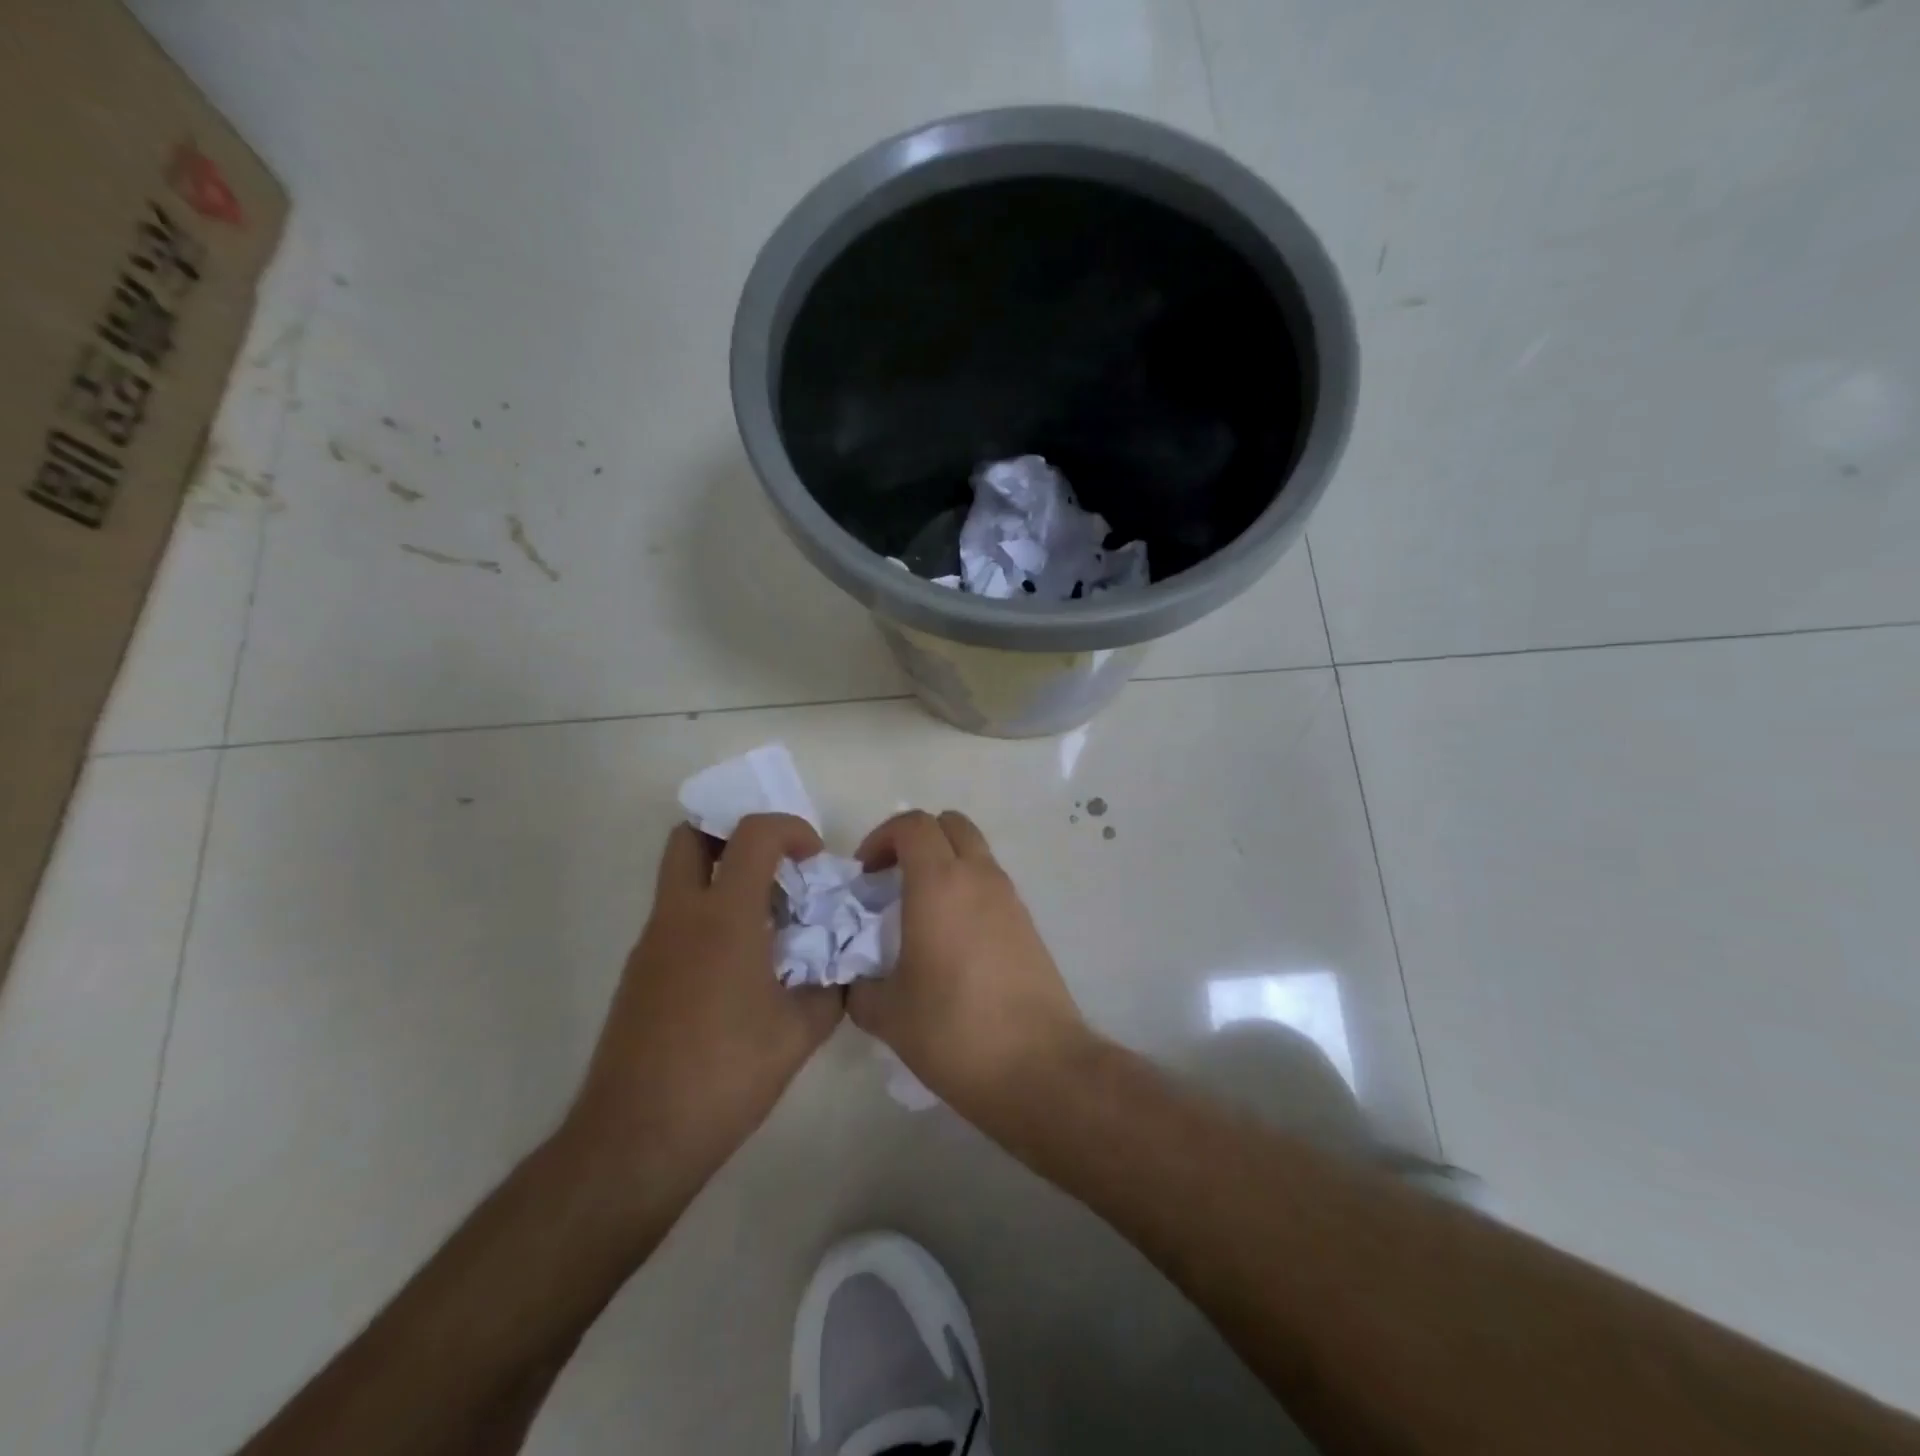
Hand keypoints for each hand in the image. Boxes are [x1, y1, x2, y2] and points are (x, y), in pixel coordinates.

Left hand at [567, 814, 841, 1198]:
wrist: (637, 1139)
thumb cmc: (726, 1076)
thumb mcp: (800, 1033)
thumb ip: (830, 987)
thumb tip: (840, 967)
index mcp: (724, 917)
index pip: (753, 834)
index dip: (791, 829)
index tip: (814, 860)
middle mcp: (680, 916)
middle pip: (691, 836)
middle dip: (734, 834)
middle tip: (774, 866)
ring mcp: (651, 944)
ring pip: (679, 878)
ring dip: (722, 877)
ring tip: (766, 923)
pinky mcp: (638, 974)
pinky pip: (675, 919)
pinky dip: (707, 917)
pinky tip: (738, 968)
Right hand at [849, 810, 1089, 1115]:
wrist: (1037, 1065)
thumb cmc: (953, 1030)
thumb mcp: (887, 1013)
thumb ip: (860, 986)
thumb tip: (856, 979)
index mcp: (939, 883)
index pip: (912, 824)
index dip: (881, 838)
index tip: (865, 874)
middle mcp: (979, 877)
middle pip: (950, 824)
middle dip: (916, 839)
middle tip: (892, 880)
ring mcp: (1010, 898)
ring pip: (975, 852)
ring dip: (944, 864)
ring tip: (919, 912)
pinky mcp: (1028, 924)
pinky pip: (991, 884)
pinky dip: (967, 890)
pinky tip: (951, 940)